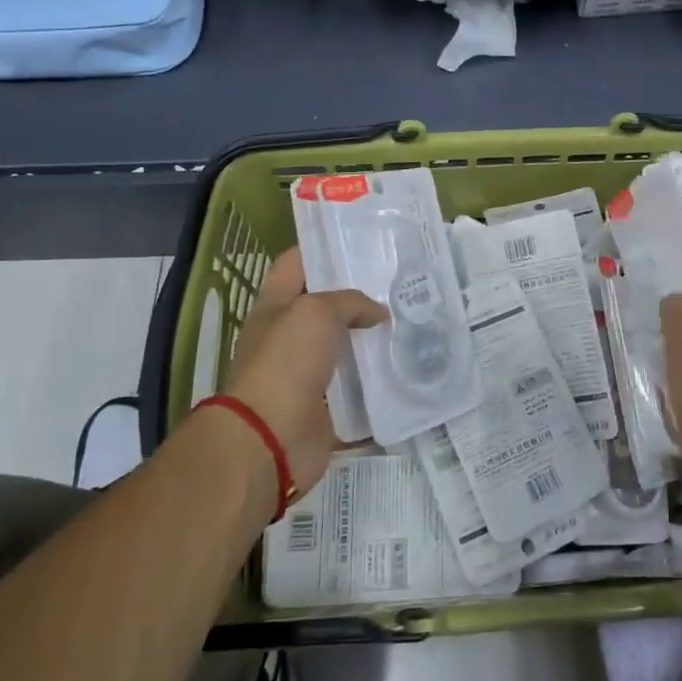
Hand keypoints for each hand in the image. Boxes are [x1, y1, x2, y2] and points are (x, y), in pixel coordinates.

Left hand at [216, 248, 386, 497]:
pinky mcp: (325, 406)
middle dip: (359, 294)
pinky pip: (356, 387)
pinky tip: (407, 365)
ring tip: (412, 320)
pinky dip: (377, 380)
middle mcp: (288, 336)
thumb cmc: (285, 363)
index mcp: (275, 306)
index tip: (362, 241)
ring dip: (372, 338)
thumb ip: (350, 302)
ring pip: (344, 346)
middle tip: (400, 282)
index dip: (323, 248)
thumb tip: (378, 313)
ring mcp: (305, 373)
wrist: (269, 439)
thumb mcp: (316, 313)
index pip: (296, 264)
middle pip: (325, 306)